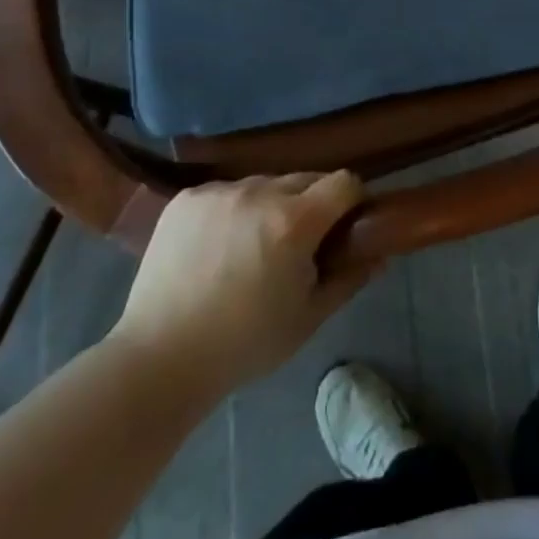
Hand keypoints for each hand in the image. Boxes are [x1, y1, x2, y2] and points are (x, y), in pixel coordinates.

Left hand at [110, 172, 374, 390]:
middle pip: (305, 179)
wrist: (158, 360)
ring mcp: (219, 192)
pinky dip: (232, 211)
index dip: (352, 202)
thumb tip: (379, 255)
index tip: (345, 227)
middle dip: (311, 205)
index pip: (344, 182)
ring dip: (270, 206)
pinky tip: (217, 248)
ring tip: (251, 249)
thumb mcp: (307, 318)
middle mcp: (259, 192)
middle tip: (297, 246)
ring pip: (264, 184)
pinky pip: (227, 192)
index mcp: (294, 221)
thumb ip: (349, 279)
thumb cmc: (243, 345)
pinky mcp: (187, 198)